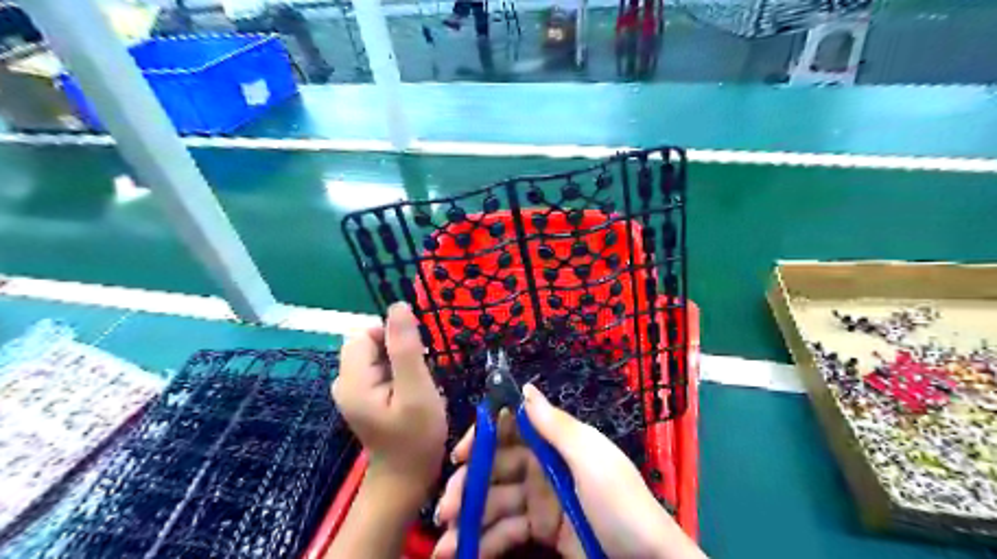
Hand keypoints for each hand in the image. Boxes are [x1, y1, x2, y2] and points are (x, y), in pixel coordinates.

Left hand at [333, 302, 444, 499]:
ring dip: (399, 361)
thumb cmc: (416, 437)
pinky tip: (410, 391)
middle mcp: (344, 381)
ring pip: (375, 355)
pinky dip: (396, 372)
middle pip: (368, 342)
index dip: (392, 336)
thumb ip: (406, 347)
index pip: (364, 333)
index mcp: (352, 380)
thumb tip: (398, 305)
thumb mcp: (417, 390)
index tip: (416, 357)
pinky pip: (378, 368)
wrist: (406, 479)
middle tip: (419, 374)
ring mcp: (352, 390)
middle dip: (397, 349)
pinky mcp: (362, 397)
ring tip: (417, 384)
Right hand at [433, 384, 704, 558]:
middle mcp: (543, 466)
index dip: (484, 437)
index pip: (512, 429)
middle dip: (468, 486)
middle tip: (445, 510)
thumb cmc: (620, 504)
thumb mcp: (591, 459)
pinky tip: (464, 554)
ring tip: (445, 545)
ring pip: (495, 502)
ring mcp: (540, 500)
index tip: (460, 455)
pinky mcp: (541, 530)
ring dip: (469, 520)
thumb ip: (556, 425)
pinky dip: (485, 542)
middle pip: (496, 468)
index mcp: (556, 443)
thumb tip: (524, 387)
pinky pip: (506, 531)